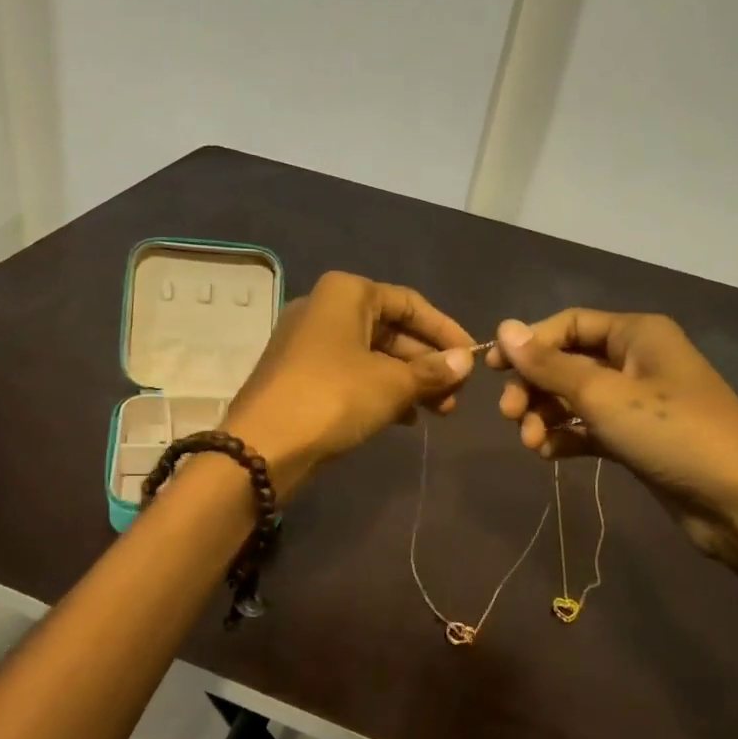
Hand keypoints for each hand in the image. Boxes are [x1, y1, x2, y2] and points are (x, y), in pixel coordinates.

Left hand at [226, 272, 475, 497]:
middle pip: (392, 330)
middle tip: (457, 395)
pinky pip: (353, 375)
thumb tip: (465, 362)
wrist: (264, 445)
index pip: (410, 303)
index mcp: (346, 293)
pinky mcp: (302, 376)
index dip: (445, 331)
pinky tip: (406, 418)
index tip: (473, 358)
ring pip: (373, 356)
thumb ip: (432, 371)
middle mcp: (325, 309)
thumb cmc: (334, 397)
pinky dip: (381, 392)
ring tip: (440, 412)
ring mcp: (310, 344)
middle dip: (428, 363)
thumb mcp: (392, 383)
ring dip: (409, 382)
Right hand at [487, 310, 737, 577]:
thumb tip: (504, 328)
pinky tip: (550, 455)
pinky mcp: (637, 439)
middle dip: (535, 387)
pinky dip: (567, 437)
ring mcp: (638, 401)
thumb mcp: (603, 395)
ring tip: (532, 444)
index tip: (493, 370)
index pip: (568, 324)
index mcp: (636, 334)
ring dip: (547, 416)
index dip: (528, 344)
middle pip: (568, 362)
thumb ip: (549, 365)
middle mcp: (637, 360)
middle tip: (511, 417)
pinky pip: (590, 428)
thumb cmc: (671, 433)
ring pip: (576, 398)